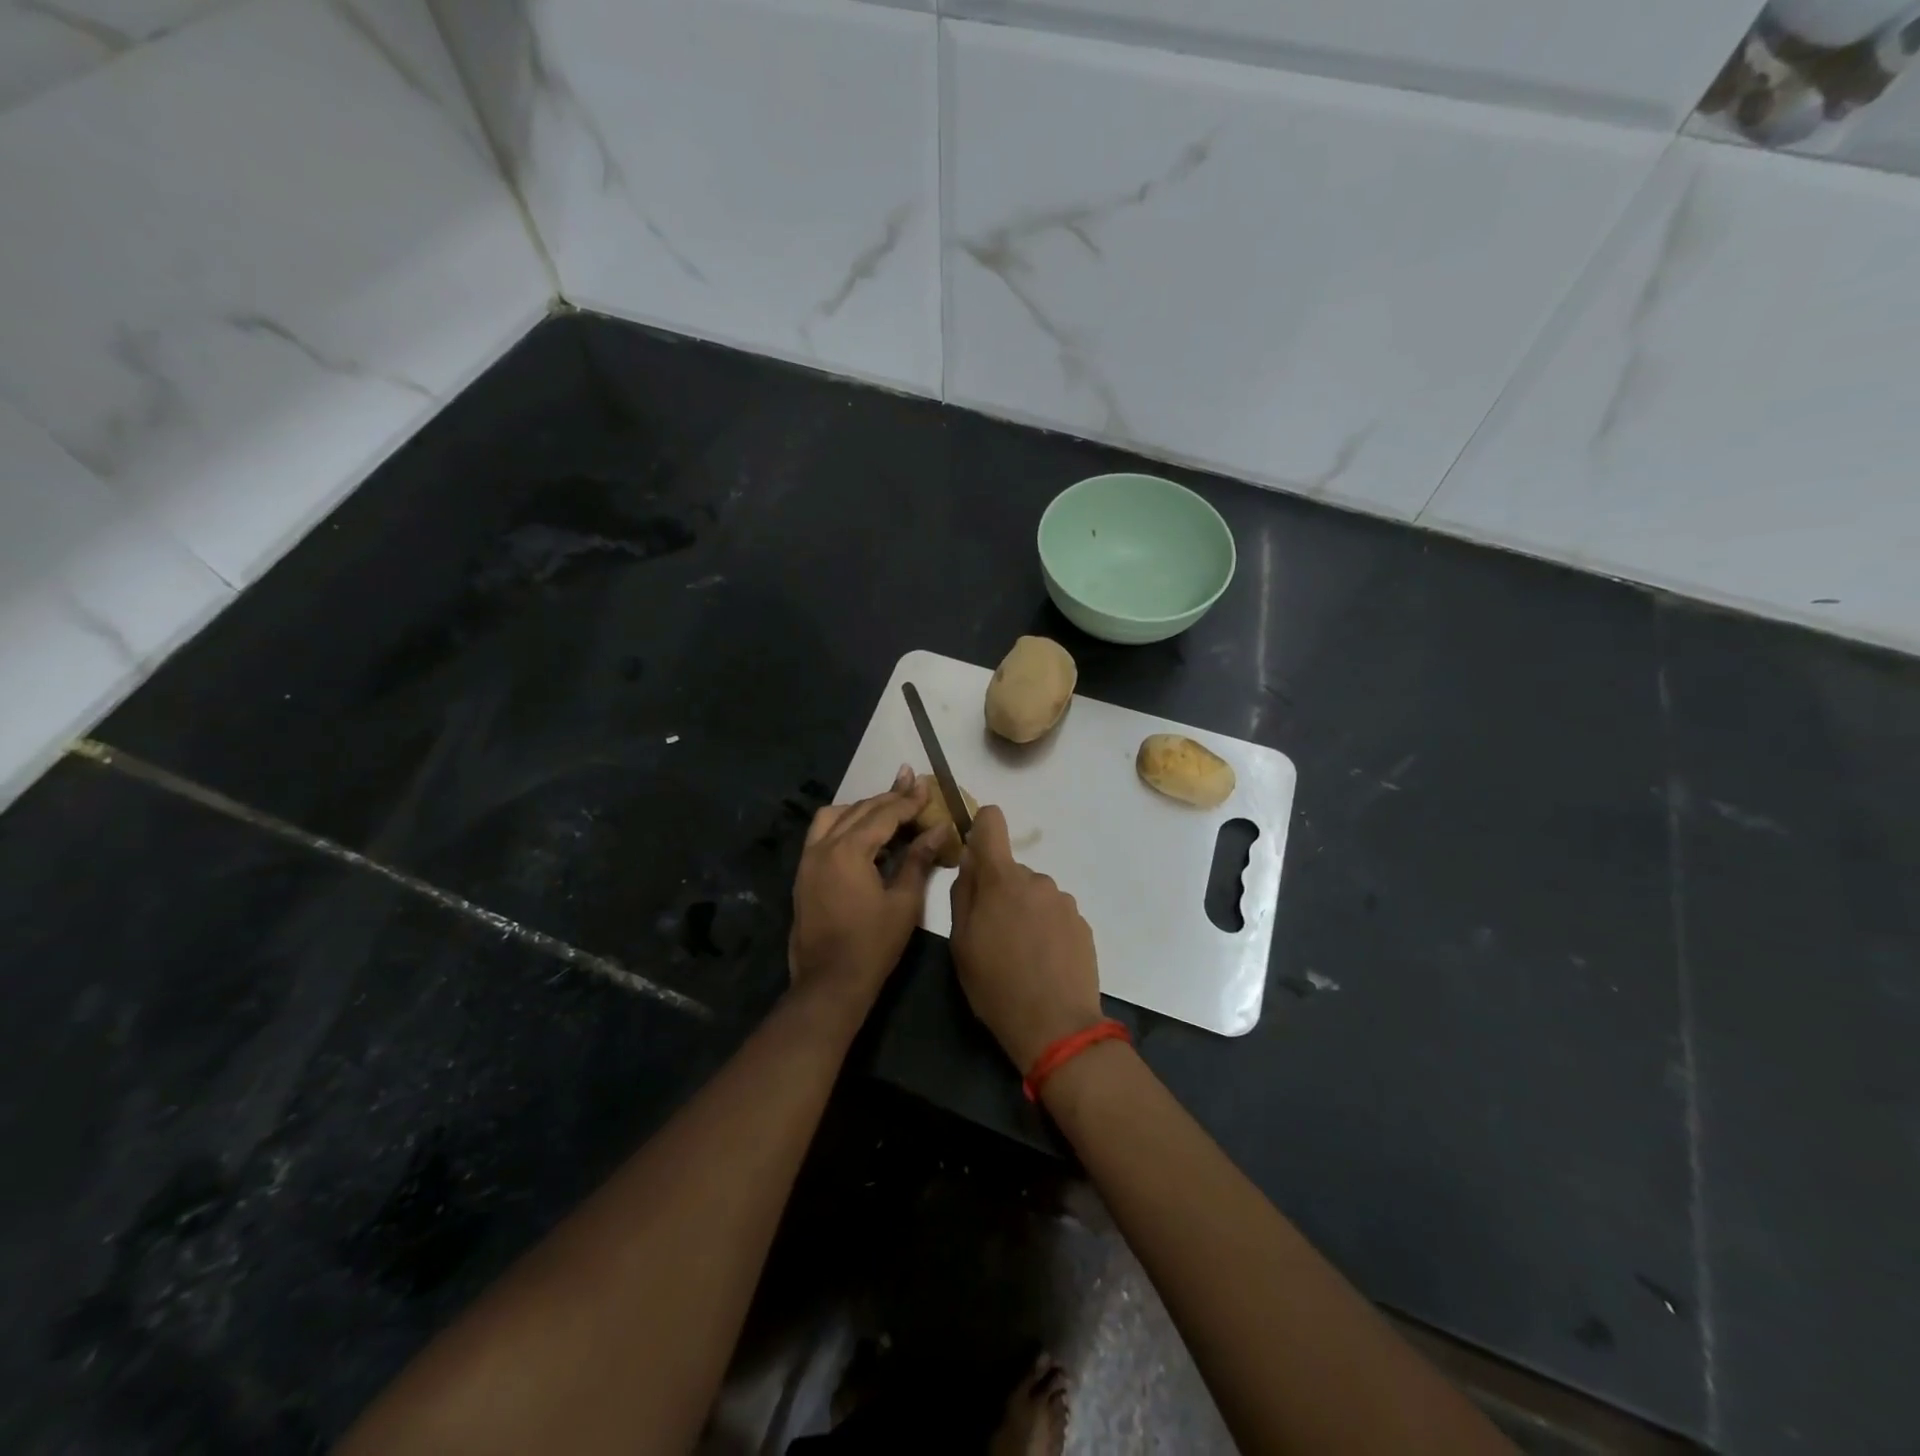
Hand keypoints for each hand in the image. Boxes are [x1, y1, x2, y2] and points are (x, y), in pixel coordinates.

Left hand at [788, 766, 947, 1010]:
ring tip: (886, 807)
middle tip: (911, 782)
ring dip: (861, 808)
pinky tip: (861, 833)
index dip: (908, 800)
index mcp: (848, 850)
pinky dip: (842, 824)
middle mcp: (823, 846)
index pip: (883, 815)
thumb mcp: (904, 902)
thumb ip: (918, 859)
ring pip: (834, 817)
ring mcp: (808, 860)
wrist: (829, 983)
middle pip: (859, 810)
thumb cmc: (873, 945)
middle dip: (887, 797)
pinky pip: (821, 834)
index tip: (925, 785)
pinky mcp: (803, 875)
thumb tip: (938, 829)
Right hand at [950, 805, 1103, 1072]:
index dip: (981, 826)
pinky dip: (1046, 928)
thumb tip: (970, 862)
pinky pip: (1054, 914)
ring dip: (1025, 912)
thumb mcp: (961, 943)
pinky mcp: (1082, 923)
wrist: (1056, 1026)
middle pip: (1011, 871)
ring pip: (1034, 894)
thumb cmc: (996, 985)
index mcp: (1002, 880)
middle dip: (1000, 892)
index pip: (992, 822)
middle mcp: (1037, 880)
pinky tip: (1042, 962)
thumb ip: (963, 894)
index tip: (976, 849)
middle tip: (992, 934)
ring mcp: (1063, 901)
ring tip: (1020, 955)